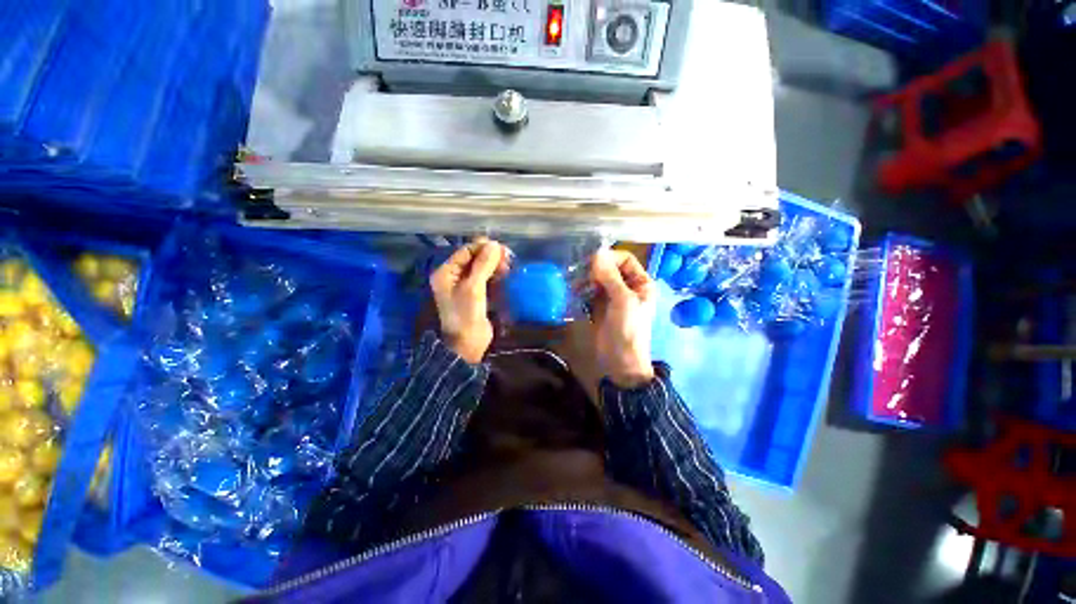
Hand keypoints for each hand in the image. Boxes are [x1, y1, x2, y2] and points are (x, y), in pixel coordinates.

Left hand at [430, 240, 507, 363]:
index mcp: (446, 273)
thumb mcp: (473, 287)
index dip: (483, 247)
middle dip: (490, 257)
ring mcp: (465, 287)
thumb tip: (494, 244)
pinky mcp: (476, 296)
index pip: (465, 251)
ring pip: (482, 269)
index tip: (501, 248)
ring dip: (495, 266)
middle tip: (508, 258)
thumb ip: (483, 265)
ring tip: (509, 267)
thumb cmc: (466, 314)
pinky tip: (506, 275)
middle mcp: (454, 277)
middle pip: (474, 259)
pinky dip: (495, 276)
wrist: (468, 344)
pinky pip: (486, 279)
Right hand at [590, 249, 656, 388]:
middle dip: (595, 269)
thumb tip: (597, 252)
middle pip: (610, 268)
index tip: (593, 264)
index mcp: (641, 283)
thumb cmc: (628, 329)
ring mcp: (612, 297)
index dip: (610, 258)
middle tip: (582, 275)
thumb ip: (610, 276)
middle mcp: (627, 287)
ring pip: (598, 279)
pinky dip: (582, 290)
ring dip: (586, 279)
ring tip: (576, 286)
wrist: (621, 361)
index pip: (625, 259)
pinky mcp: (599, 307)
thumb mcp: (623, 300)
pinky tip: (575, 293)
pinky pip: (590, 291)